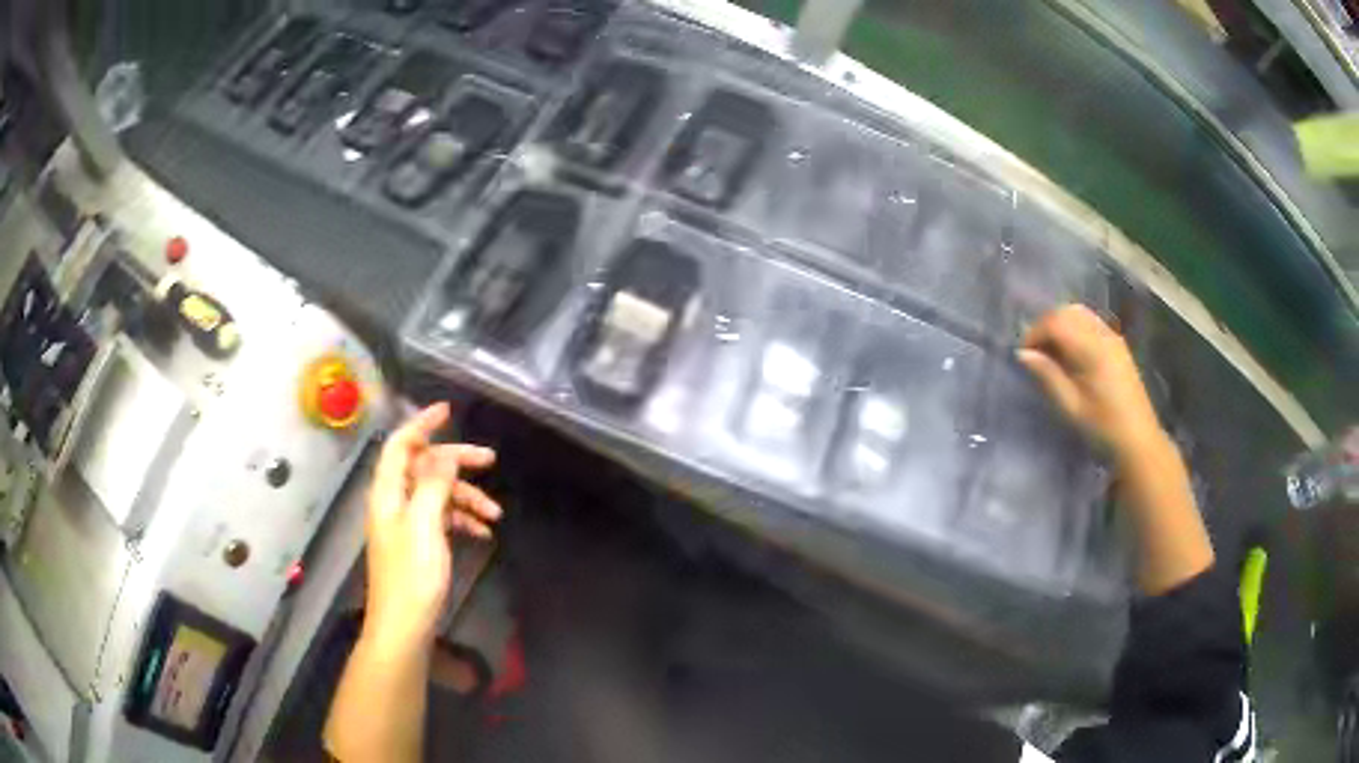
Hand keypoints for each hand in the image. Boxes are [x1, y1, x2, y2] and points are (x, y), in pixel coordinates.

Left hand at [363, 403, 499, 650]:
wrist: (404, 625)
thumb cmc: (412, 575)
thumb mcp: (424, 525)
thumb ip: (433, 485)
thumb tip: (445, 455)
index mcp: (387, 492)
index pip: (400, 445)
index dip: (421, 424)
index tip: (448, 411)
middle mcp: (393, 502)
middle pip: (423, 467)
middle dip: (455, 462)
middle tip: (490, 460)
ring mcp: (405, 523)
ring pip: (436, 494)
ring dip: (465, 497)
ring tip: (495, 514)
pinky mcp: (417, 542)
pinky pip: (440, 517)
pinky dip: (461, 519)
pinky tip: (483, 532)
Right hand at [1016, 304, 1165, 461]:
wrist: (1139, 440)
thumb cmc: (1103, 428)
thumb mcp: (1071, 407)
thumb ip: (1048, 376)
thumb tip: (1023, 354)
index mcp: (1091, 349)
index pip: (1055, 322)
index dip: (1034, 333)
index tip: (1024, 356)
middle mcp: (1103, 334)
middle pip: (1066, 311)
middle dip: (1045, 326)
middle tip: (1035, 352)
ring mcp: (1112, 337)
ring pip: (1078, 313)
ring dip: (1060, 325)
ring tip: (1050, 352)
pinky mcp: (1117, 344)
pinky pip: (1090, 322)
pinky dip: (1074, 327)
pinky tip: (1070, 353)